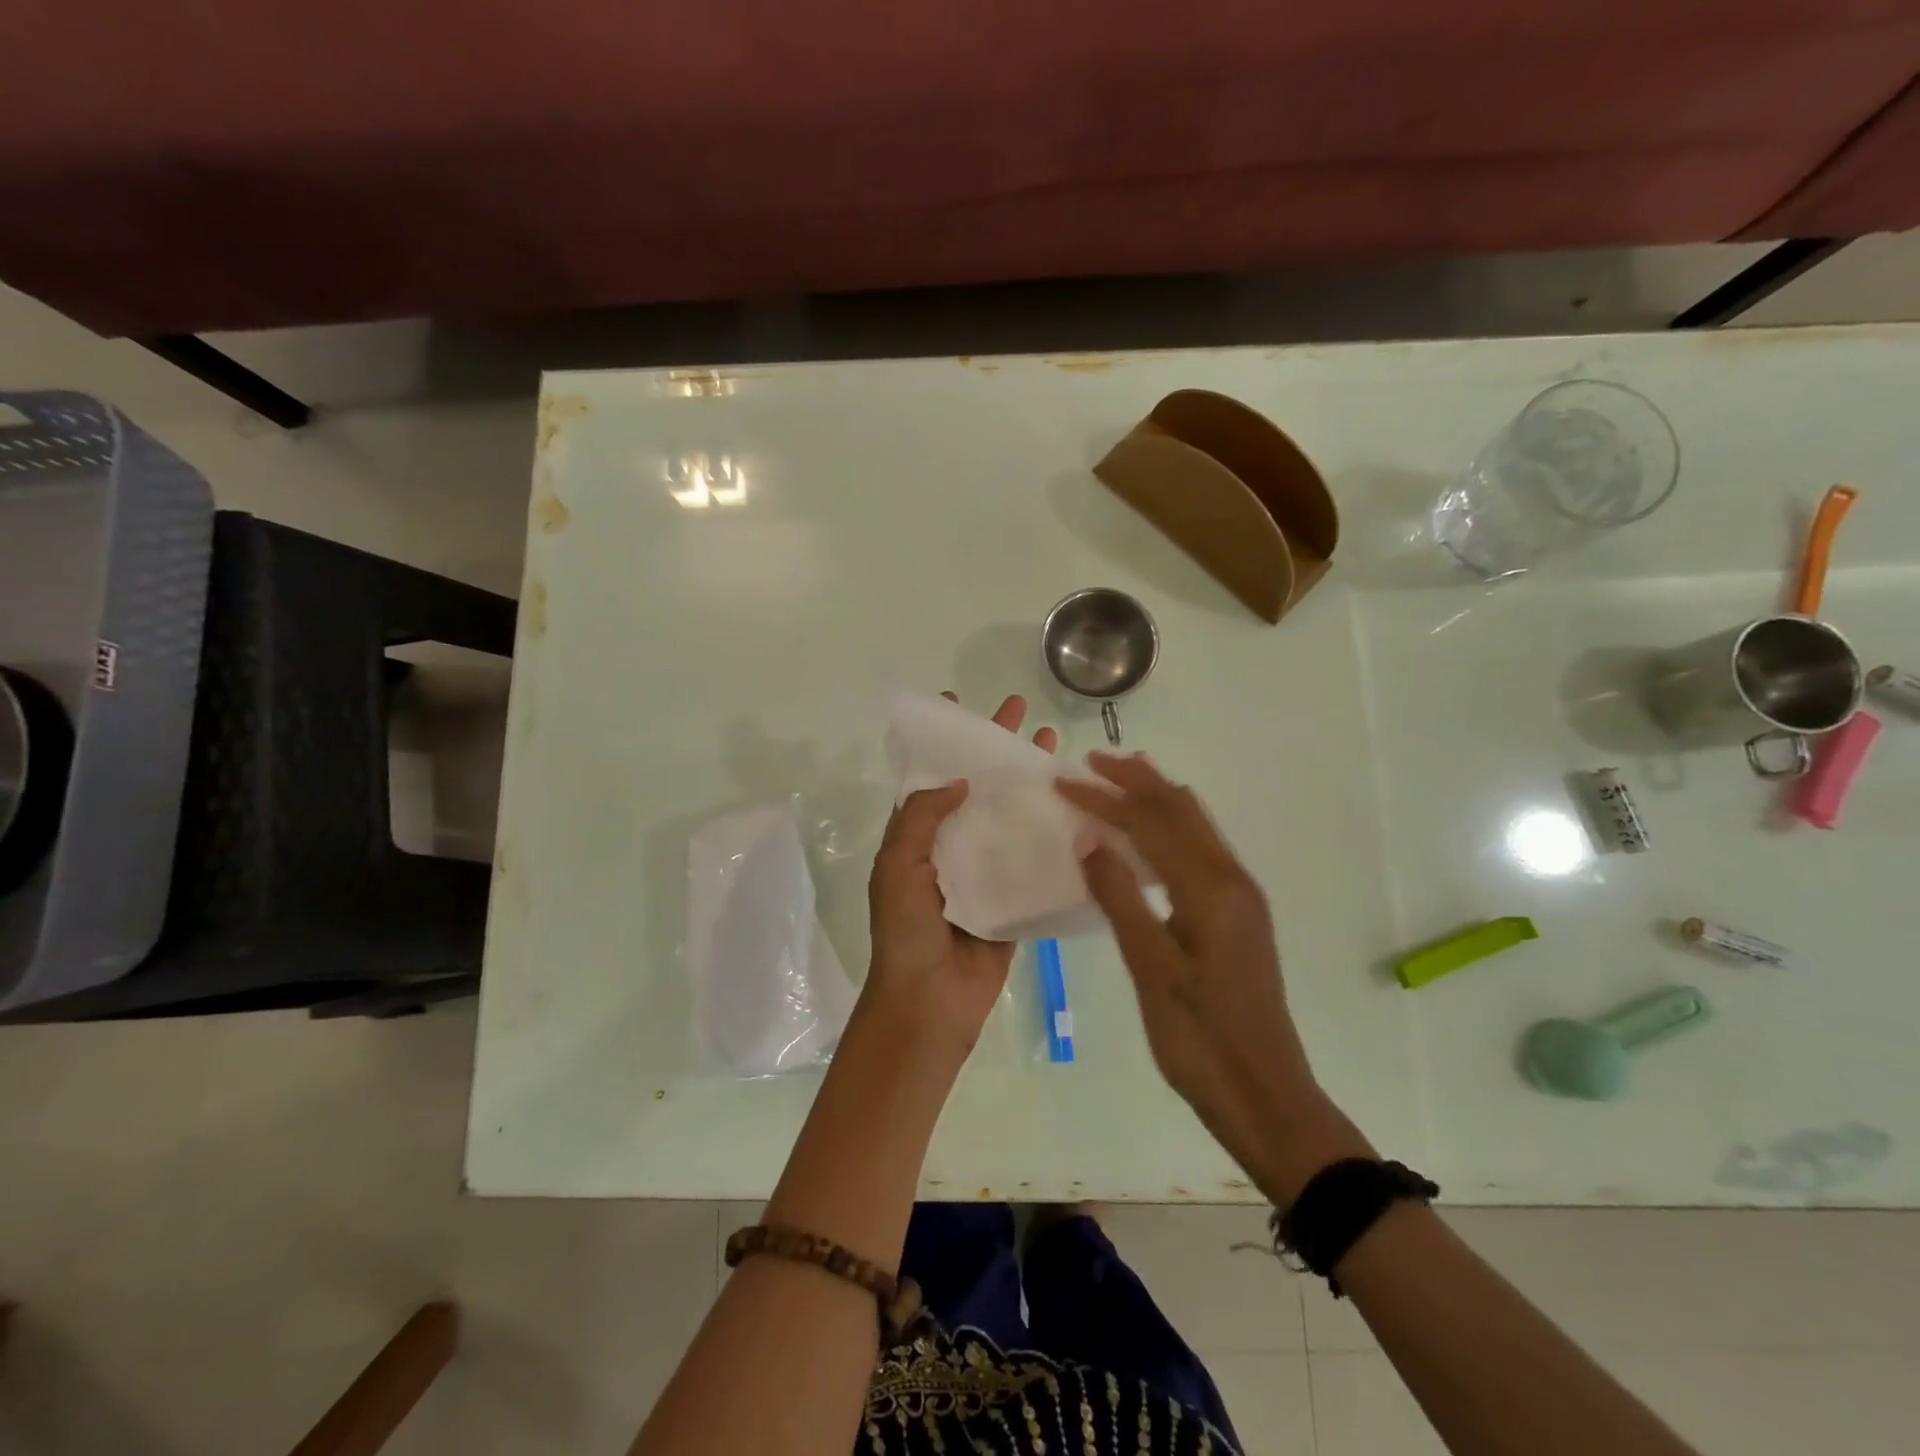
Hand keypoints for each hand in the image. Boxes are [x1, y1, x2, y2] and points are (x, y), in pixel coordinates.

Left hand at [861, 693, 1057, 1064]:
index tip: (958, 703)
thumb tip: (960, 780)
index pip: (931, 776)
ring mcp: (986, 871)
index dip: (944, 742)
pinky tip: (1078, 808)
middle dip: (997, 750)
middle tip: (1024, 713)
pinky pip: (1033, 859)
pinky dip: (1052, 834)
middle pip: (978, 787)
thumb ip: (921, 818)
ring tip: (1054, 748)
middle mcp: (953, 846)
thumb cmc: (906, 932)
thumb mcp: (898, 866)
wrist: (930, 1004)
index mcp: (918, 837)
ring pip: (1010, 816)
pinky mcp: (1015, 897)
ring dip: (1029, 784)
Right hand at [1056, 752, 1368, 1200]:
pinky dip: (1171, 826)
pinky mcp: (1239, 914)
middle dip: (1136, 780)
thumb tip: (1089, 837)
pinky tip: (1151, 836)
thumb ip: (1120, 897)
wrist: (1265, 1093)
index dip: (1104, 798)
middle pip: (1180, 809)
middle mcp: (1231, 878)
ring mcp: (1240, 896)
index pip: (1150, 822)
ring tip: (1121, 778)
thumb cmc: (1199, 1038)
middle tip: (1092, 762)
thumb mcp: (1151, 968)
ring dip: (1157, 797)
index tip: (1062, 781)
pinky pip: (1201, 848)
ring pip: (1195, 825)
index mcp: (1209, 887)